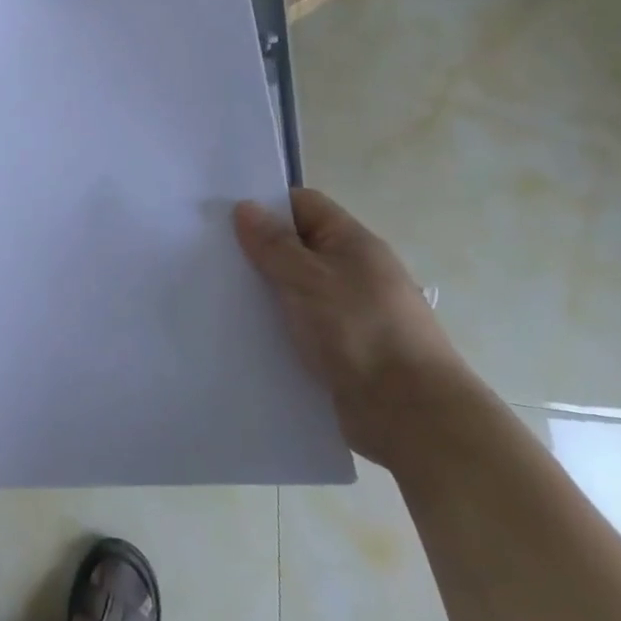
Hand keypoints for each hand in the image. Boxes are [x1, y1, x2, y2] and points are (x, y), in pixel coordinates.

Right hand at [234, 189, 477, 467]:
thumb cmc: (361, 332)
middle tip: (209, 257)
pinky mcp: (339, 348)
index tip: (222, 219)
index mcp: (352, 243)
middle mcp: (352, 271)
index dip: (265, 206)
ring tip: (218, 296)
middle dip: (257, 251)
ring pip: (293, 288)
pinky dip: (274, 325)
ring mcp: (347, 311)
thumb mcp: (309, 279)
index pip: (303, 205)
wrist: (411, 415)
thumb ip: (274, 244)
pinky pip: (298, 324)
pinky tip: (243, 333)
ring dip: (263, 292)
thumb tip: (245, 207)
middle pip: (296, 246)